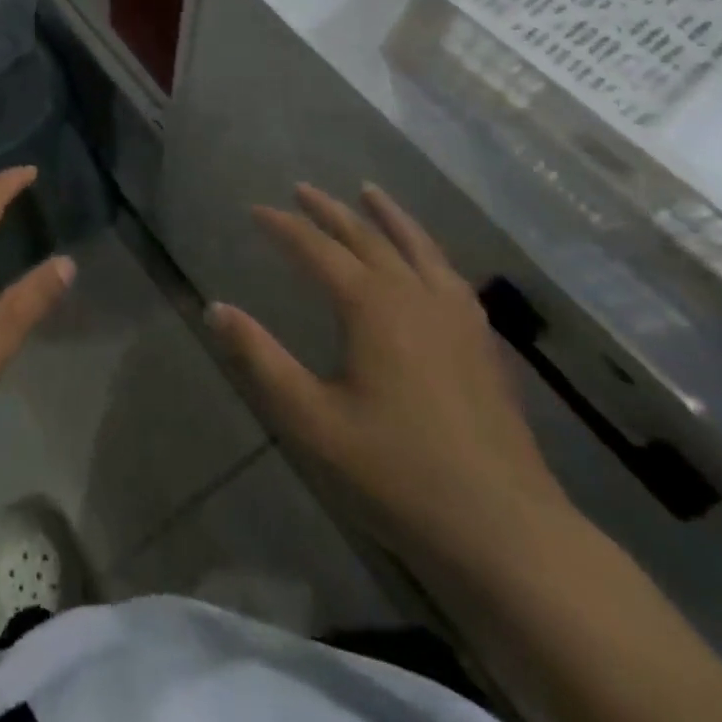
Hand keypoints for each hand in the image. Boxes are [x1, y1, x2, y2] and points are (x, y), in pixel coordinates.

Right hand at [207, 183, 571, 566]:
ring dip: (388, 216)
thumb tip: (215, 308)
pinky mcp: (482, 343)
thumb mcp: (310, 419)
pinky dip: (428, 250)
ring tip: (369, 192)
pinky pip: (449, 275)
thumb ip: (259, 358)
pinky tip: (427, 259)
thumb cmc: (396, 473)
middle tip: (302, 189)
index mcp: (372, 307)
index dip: (284, 227)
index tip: (256, 210)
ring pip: (418, 247)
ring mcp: (457, 318)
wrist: (506, 532)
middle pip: (368, 237)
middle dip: (330, 211)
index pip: (318, 249)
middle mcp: (415, 297)